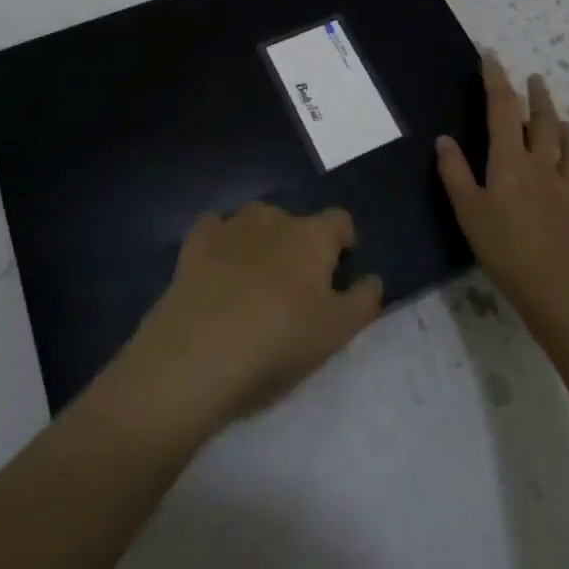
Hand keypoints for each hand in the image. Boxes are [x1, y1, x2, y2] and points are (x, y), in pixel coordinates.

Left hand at [115, 202, 383, 435]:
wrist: (199, 350)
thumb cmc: (278, 341)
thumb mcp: (336, 333)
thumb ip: (363, 301)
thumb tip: (373, 279)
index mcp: (312, 235)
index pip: (340, 220)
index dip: (343, 243)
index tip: (339, 274)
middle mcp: (274, 217)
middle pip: (296, 222)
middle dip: (298, 247)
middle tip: (295, 291)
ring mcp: (232, 224)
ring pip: (256, 222)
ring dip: (261, 243)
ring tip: (255, 284)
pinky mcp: (196, 240)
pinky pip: (216, 229)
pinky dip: (222, 243)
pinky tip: (218, 270)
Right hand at [436, 52, 568, 339]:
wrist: (555, 293)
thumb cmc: (503, 248)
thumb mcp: (467, 210)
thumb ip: (454, 172)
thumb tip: (444, 139)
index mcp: (511, 161)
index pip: (502, 110)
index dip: (496, 81)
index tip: (492, 56)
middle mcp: (542, 168)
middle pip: (543, 125)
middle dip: (537, 99)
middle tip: (536, 79)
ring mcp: (568, 195)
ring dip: (568, 134)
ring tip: (565, 122)